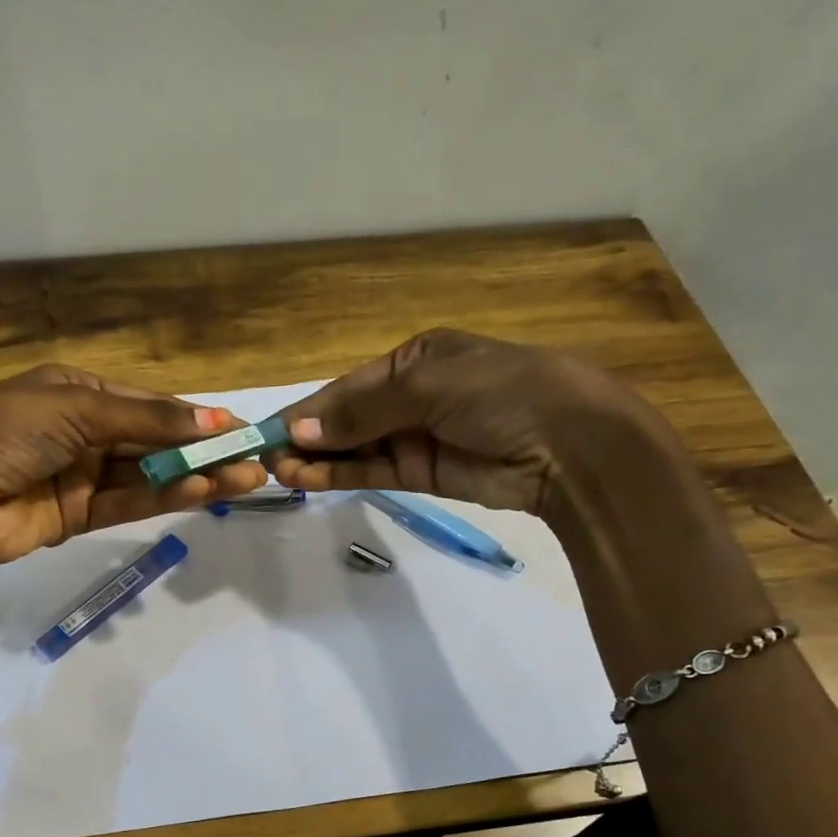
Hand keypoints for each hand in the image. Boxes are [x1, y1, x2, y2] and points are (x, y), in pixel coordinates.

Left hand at [0, 364, 266, 620]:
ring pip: (147, 475)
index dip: (193, 416)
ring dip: (193, 477)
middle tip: (253, 461)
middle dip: (202, 450)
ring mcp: (78, 476)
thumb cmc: (3, 430)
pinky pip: (128, 503)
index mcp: (74, 391)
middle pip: (153, 441)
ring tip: (243, 480)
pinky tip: (202, 492)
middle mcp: (80, 431)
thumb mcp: (76, 408)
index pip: (147, 403)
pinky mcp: (76, 517)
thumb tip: (214, 418)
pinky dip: (164, 499)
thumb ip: (147, 419)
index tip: (238, 429)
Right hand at [267, 328, 688, 532]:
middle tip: (266, 458)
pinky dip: (345, 475)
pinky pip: (376, 471)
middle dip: (310, 436)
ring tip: (281, 473)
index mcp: (417, 357)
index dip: (310, 409)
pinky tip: (312, 479)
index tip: (269, 429)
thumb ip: (362, 410)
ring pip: (357, 448)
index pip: (350, 385)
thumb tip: (301, 431)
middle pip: (349, 417)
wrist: (571, 446)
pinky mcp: (426, 473)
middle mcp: (414, 394)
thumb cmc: (501, 393)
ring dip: (320, 459)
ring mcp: (419, 435)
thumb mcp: (429, 386)